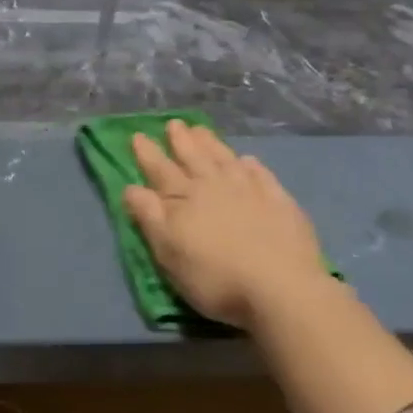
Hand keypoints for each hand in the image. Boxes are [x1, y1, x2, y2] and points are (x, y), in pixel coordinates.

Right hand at [124, 121, 327, 330]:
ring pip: (224, 159)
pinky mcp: (279, 201)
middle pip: (194, 157)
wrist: (281, 288)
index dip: (147, 153)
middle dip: (181, 140)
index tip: (138, 135)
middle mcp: (214, 186)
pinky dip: (250, 165)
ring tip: (201, 130)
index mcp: (184, 199)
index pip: (160, 170)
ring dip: (211, 144)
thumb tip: (131, 187)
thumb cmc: (215, 277)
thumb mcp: (169, 253)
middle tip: (174, 124)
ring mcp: (250, 190)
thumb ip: (150, 217)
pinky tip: (247, 160)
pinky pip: (261, 174)